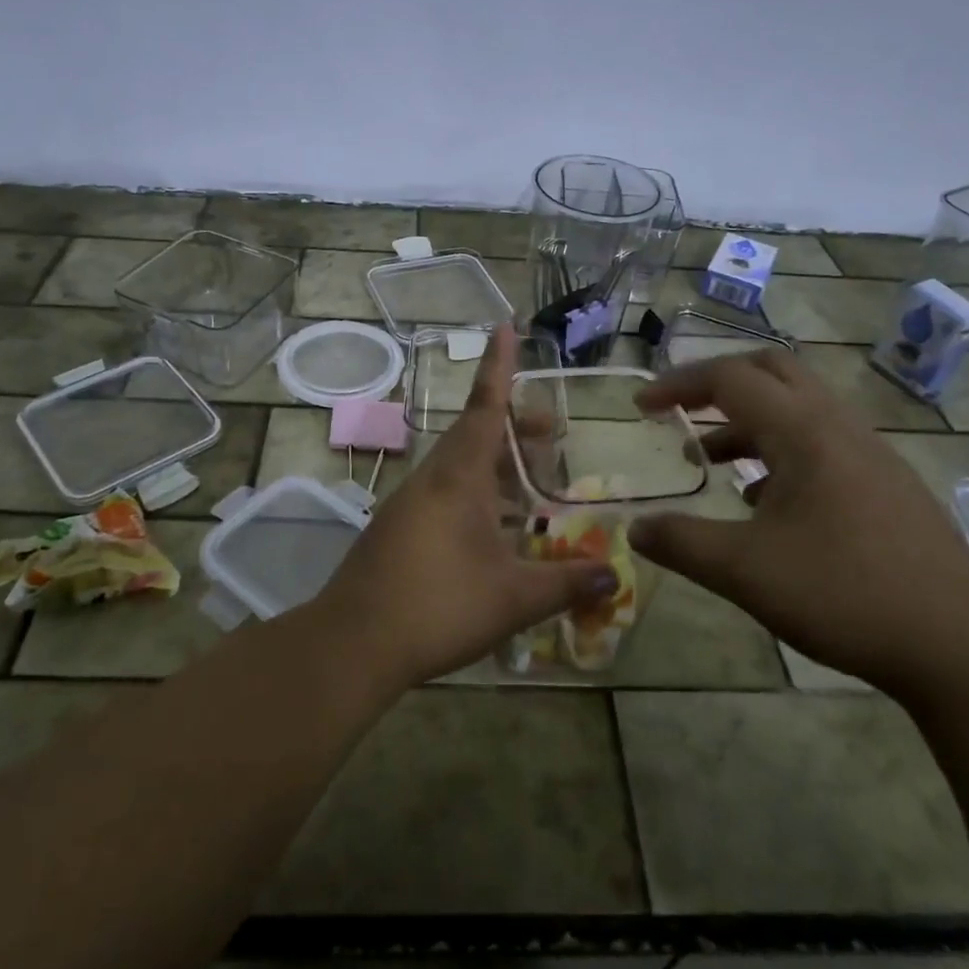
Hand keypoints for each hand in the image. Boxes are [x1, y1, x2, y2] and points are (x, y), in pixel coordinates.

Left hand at [316, 324, 616, 690]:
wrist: (353, 643)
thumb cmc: (437, 606)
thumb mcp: (514, 597)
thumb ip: (567, 582)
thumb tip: (615, 575)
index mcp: (458, 477)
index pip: (485, 406)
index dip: (499, 366)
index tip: (504, 325)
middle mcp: (433, 479)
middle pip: (477, 435)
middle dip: (516, 428)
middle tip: (554, 433)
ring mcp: (412, 504)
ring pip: (461, 467)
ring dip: (498, 466)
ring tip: (535, 482)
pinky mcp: (401, 530)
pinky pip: (448, 495)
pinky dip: (480, 495)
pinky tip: (500, 528)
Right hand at [628, 348, 968, 700]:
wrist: (963, 645)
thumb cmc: (846, 593)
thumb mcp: (745, 571)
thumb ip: (682, 543)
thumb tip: (634, 528)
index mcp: (803, 431)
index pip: (730, 379)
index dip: (678, 384)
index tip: (640, 405)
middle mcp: (837, 427)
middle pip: (771, 372)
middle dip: (717, 383)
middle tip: (679, 409)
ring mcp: (868, 454)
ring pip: (797, 409)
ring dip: (747, 421)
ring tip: (709, 459)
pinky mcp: (884, 485)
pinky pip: (820, 443)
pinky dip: (779, 452)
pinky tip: (763, 503)